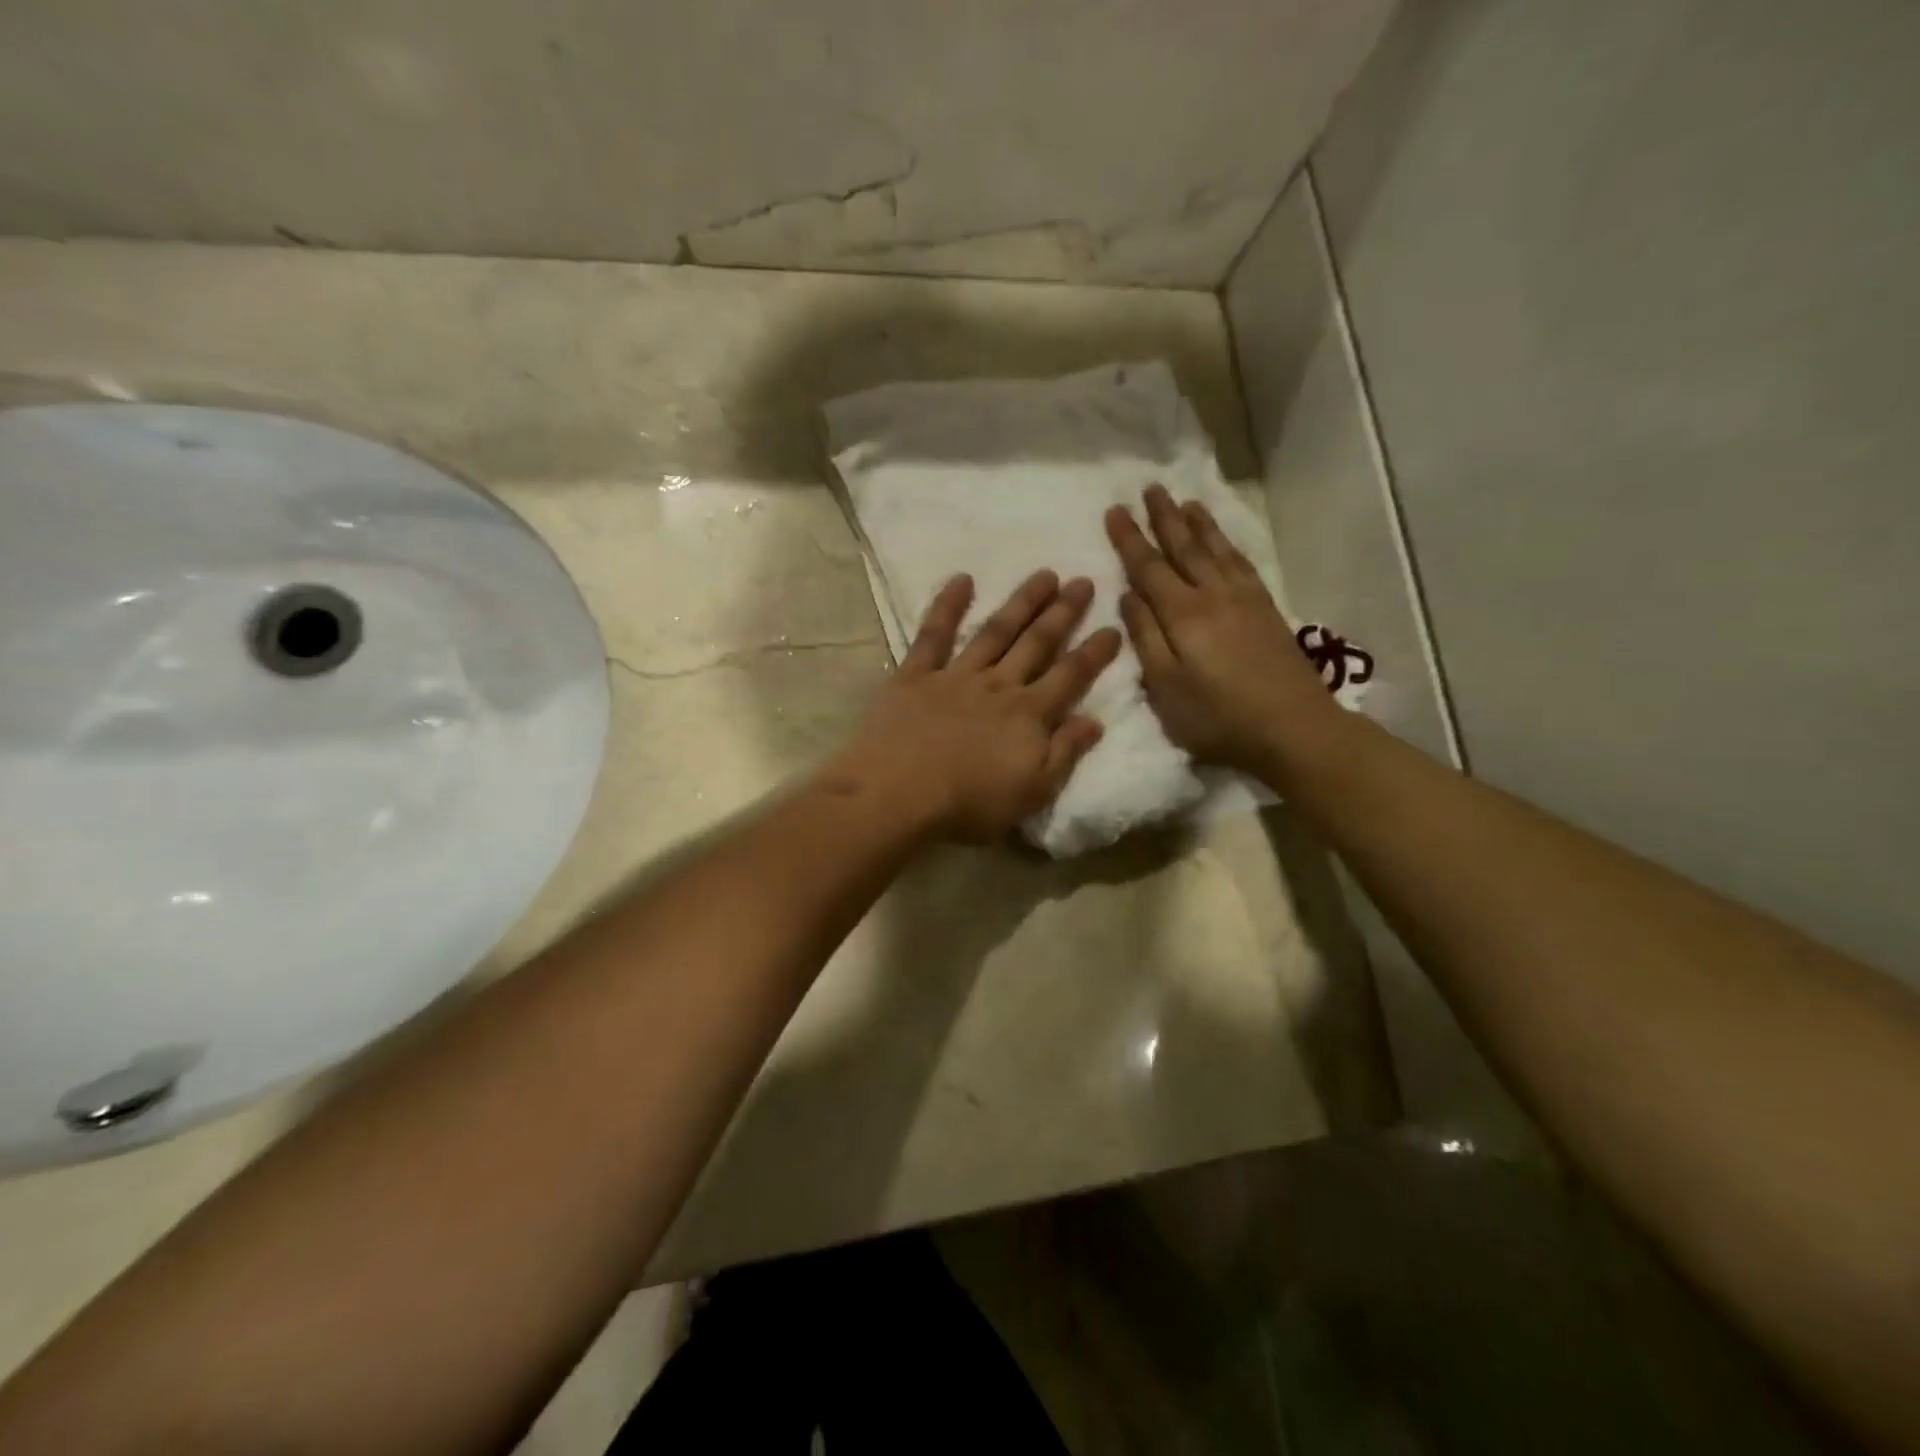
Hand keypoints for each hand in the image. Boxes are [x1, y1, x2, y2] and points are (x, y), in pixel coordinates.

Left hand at [831, 571, 1123, 841]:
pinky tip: (961, 579)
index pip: (1070, 676)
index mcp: (1029, 714)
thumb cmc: (969, 802)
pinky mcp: (916, 675)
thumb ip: (1065, 752)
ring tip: (1044, 574)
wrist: (899, 793)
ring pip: (996, 631)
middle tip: (1084, 581)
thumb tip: (1095, 720)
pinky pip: (934, 634)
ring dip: (1021, 602)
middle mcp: (998, 685)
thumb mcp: (1032, 791)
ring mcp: (956, 675)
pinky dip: (947, 605)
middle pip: (1037, 643)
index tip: (1113, 627)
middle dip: (1063, 613)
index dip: (1094, 653)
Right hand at [1105, 485, 1340, 777]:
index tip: (1114, 510)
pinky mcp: (1267, 609)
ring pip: (1216, 550)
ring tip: (1185, 502)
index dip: (1129, 539)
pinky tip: (1223, 541)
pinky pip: (1241, 562)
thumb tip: (1129, 595)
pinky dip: (1227, 544)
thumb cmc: (1217, 717)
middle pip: (1184, 547)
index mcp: (1182, 614)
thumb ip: (1145, 638)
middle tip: (1150, 488)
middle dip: (1164, 518)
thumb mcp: (1165, 687)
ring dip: (1198, 523)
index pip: (1148, 567)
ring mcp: (1244, 599)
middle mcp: (1213, 595)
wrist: (1293, 727)